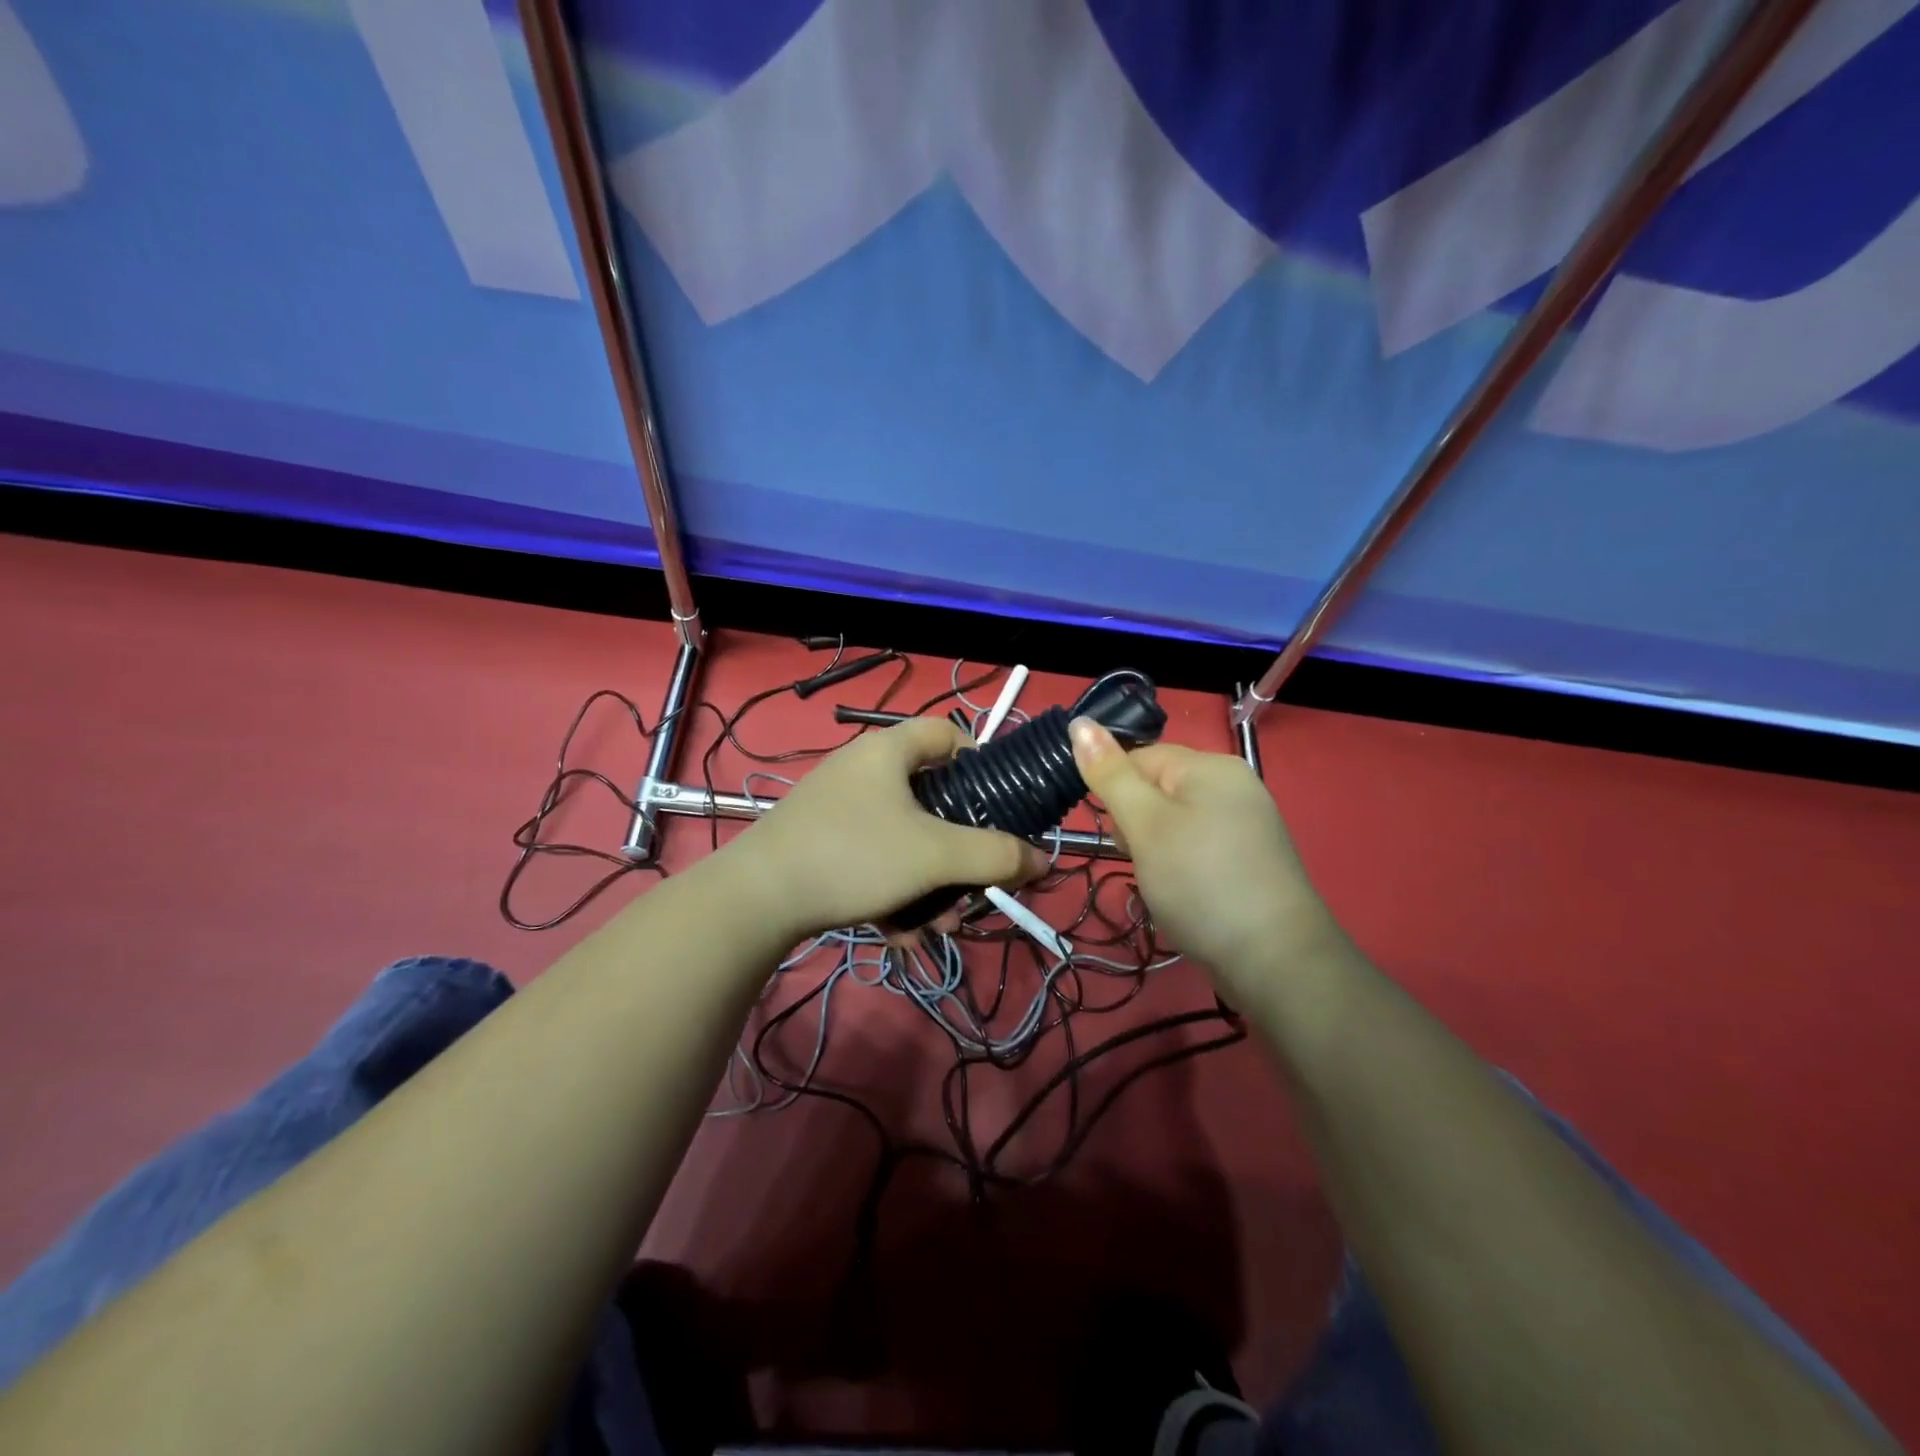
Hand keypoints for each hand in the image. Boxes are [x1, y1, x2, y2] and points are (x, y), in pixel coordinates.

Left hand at [732, 717, 1045, 937]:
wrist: (756, 899)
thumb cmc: (855, 855)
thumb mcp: (935, 855)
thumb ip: (996, 856)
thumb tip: (1043, 860)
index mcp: (888, 751)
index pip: (947, 733)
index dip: (980, 762)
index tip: (996, 805)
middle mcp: (862, 770)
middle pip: (931, 798)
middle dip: (957, 849)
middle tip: (972, 884)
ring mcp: (837, 808)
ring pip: (903, 839)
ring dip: (928, 883)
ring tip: (937, 926)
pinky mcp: (819, 842)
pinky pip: (872, 860)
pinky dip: (892, 892)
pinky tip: (899, 933)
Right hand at [1070, 718, 1339, 993]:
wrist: (1275, 962)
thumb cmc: (1200, 882)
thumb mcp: (1145, 824)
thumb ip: (1109, 774)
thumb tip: (1078, 721)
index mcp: (1211, 766)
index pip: (1140, 758)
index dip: (1117, 794)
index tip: (1118, 835)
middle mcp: (1233, 785)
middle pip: (1158, 789)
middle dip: (1136, 825)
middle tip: (1143, 861)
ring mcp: (1246, 824)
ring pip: (1174, 822)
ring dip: (1155, 849)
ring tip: (1163, 883)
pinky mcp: (1250, 859)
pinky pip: (1197, 847)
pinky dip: (1181, 867)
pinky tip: (1184, 894)